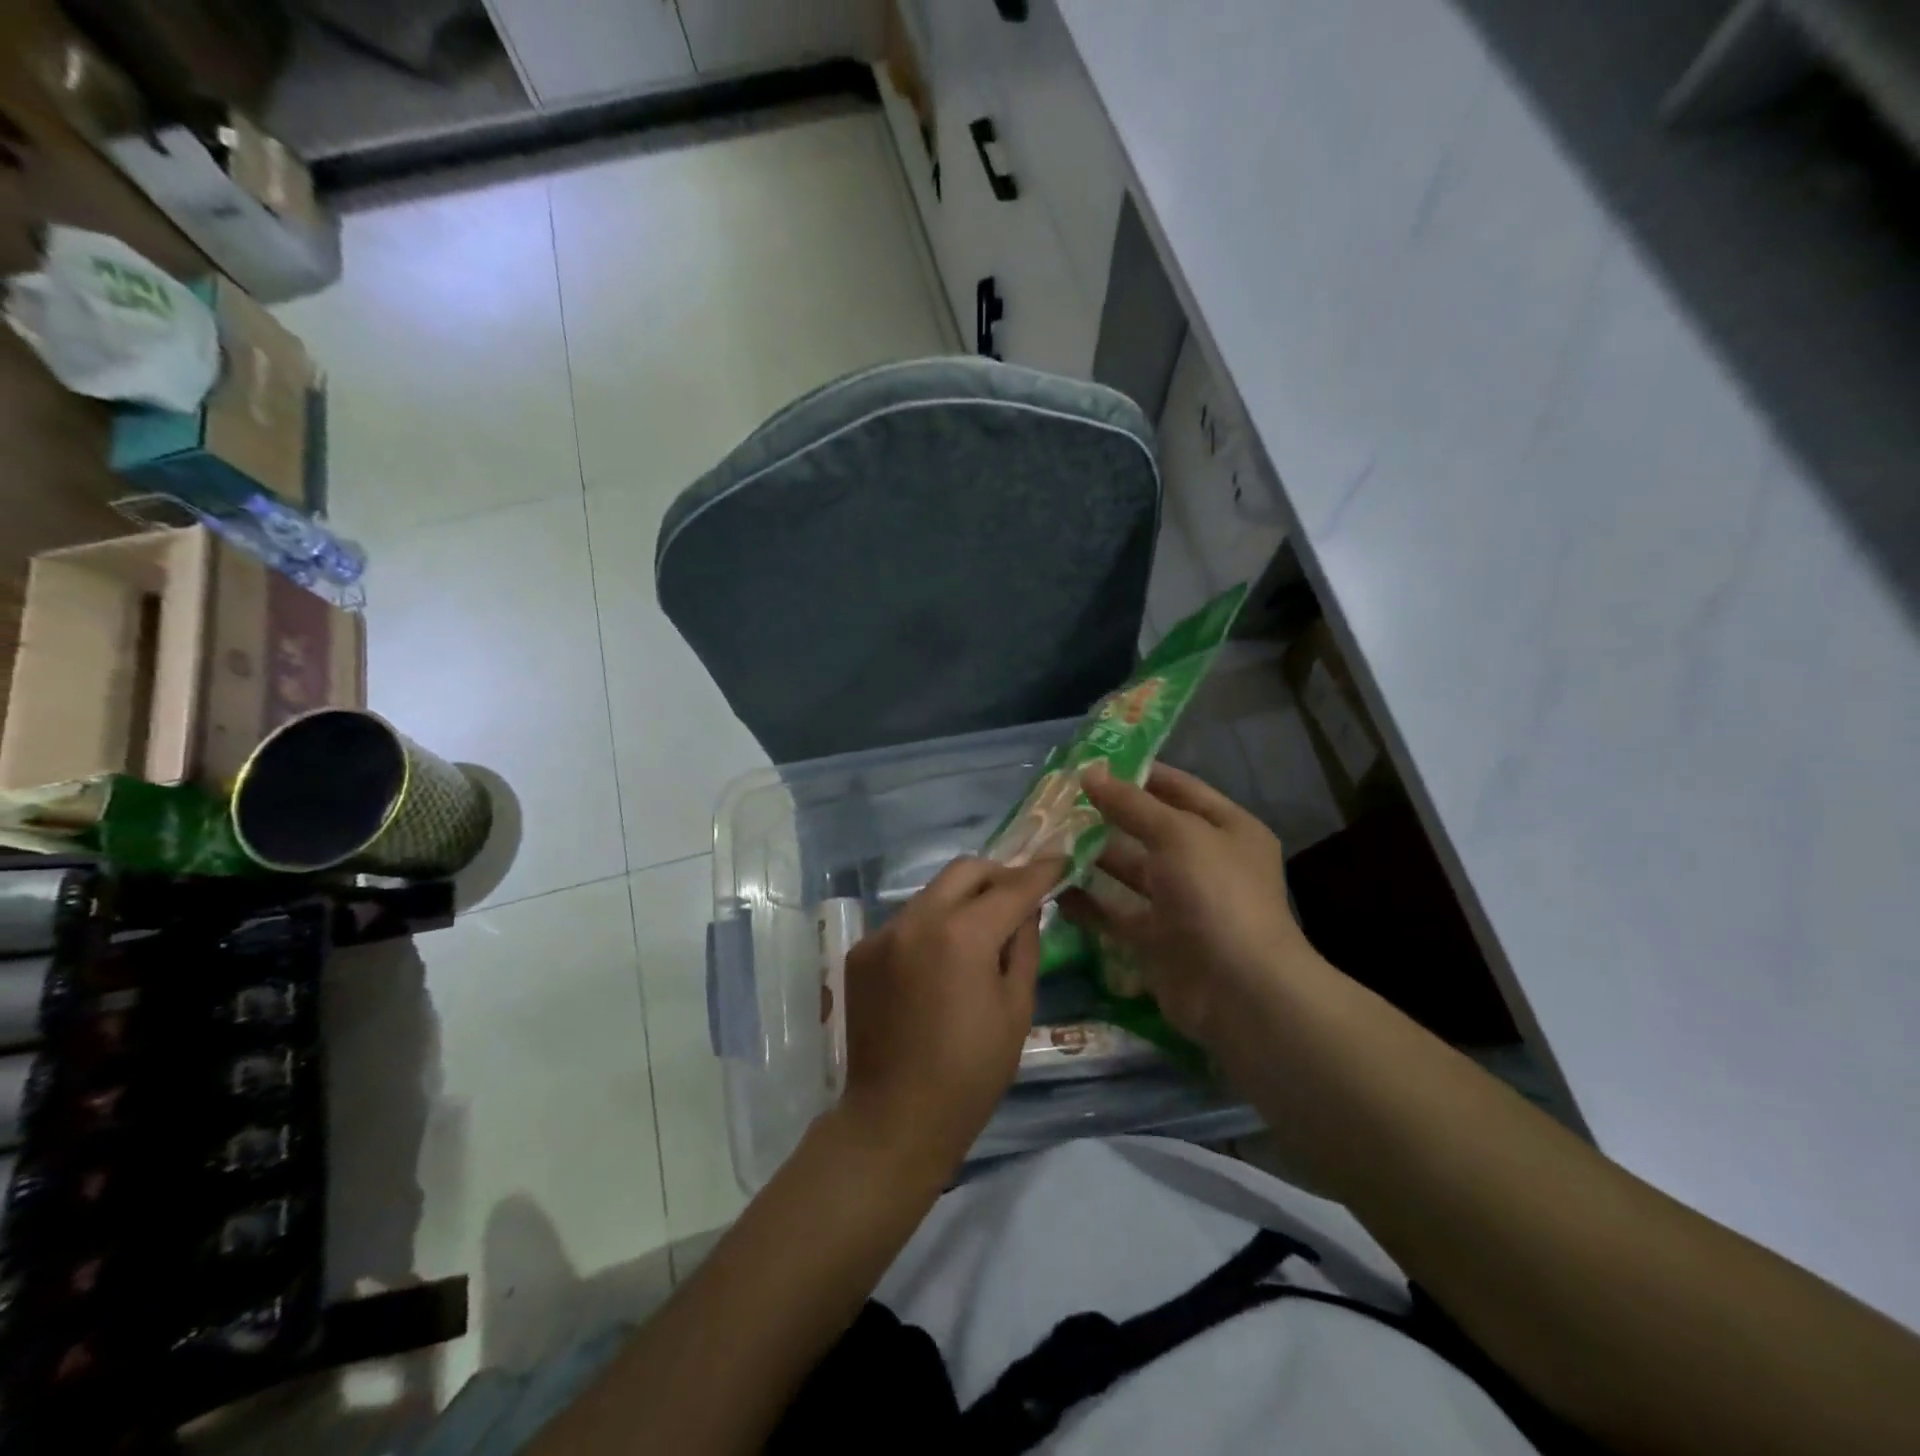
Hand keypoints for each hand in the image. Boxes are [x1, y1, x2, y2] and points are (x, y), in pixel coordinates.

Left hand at [837, 856, 1063, 1178]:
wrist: (894, 1119)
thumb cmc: (970, 1073)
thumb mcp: (1016, 1009)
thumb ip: (1023, 946)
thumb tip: (1026, 908)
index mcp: (962, 936)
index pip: (1011, 887)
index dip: (1040, 871)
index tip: (1060, 858)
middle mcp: (916, 920)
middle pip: (964, 870)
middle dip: (998, 875)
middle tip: (1019, 896)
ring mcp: (883, 933)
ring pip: (933, 893)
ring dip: (962, 901)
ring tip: (979, 933)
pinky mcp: (861, 951)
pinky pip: (906, 921)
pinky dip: (931, 927)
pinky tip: (940, 962)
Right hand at [1060, 763, 1316, 1048]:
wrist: (1239, 992)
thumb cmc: (1216, 895)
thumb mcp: (1177, 835)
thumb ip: (1132, 804)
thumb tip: (1091, 772)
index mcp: (1227, 829)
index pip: (1179, 789)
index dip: (1138, 773)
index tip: (1091, 764)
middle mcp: (1206, 862)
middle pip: (1150, 830)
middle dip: (1108, 815)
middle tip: (1058, 801)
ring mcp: (1182, 904)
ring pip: (1130, 872)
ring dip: (1093, 857)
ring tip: (1048, 839)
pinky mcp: (1157, 940)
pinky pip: (1117, 914)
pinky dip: (1088, 903)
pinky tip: (1052, 887)